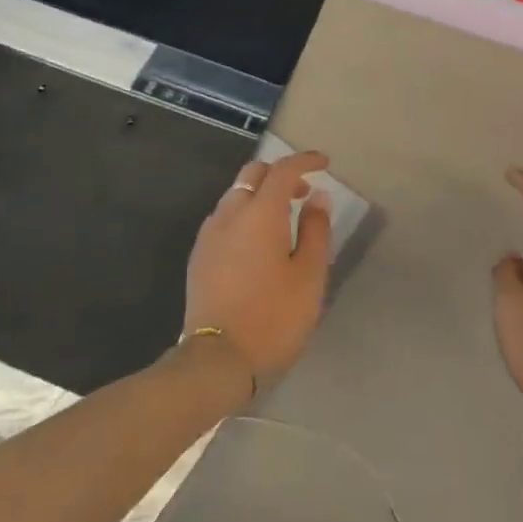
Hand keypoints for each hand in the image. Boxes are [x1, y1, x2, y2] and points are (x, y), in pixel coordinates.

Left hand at [184, 152, 332, 391]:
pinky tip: (257, 242)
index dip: (305, 161)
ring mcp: (209, 234)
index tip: (324, 163)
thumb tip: (317, 196)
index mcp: (260, 213)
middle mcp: (229, 214)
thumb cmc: (274, 317)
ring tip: (283, 220)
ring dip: (260, 195)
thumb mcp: (309, 276)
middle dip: (280, 174)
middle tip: (303, 193)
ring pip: (235, 195)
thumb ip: (315, 230)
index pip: (283, 170)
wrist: (217, 360)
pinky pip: (224, 218)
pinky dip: (244, 214)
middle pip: (253, 174)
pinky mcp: (199, 255)